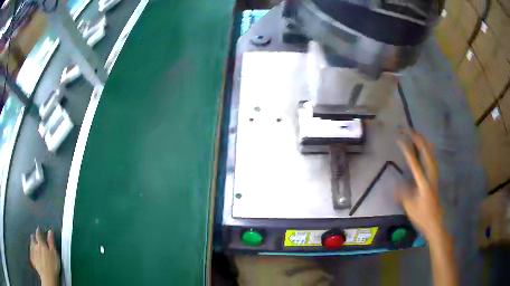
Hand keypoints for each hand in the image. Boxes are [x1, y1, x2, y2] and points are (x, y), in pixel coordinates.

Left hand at [30, 227, 60, 285]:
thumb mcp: (54, 254)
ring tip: (34, 244)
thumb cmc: (52, 267)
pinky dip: (31, 252)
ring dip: (32, 243)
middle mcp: (35, 245)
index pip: (39, 234)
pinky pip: (31, 253)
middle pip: (34, 238)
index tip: (39, 229)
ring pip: (31, 245)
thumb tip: (50, 232)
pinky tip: (33, 254)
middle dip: (34, 237)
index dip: (39, 231)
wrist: (47, 277)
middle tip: (35, 237)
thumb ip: (51, 242)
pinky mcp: (32, 259)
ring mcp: (33, 252)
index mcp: (41, 243)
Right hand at [398, 132, 442, 238]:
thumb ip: (403, 194)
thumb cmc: (422, 216)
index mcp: (423, 182)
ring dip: (423, 142)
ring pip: (430, 153)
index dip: (406, 148)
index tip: (399, 138)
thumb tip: (395, 183)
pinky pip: (432, 158)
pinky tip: (427, 147)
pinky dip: (428, 149)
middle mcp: (430, 175)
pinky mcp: (435, 177)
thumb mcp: (410, 207)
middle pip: (425, 152)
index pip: (414, 161)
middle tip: (408, 129)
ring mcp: (434, 175)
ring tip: (416, 133)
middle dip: (417, 139)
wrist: (435, 222)